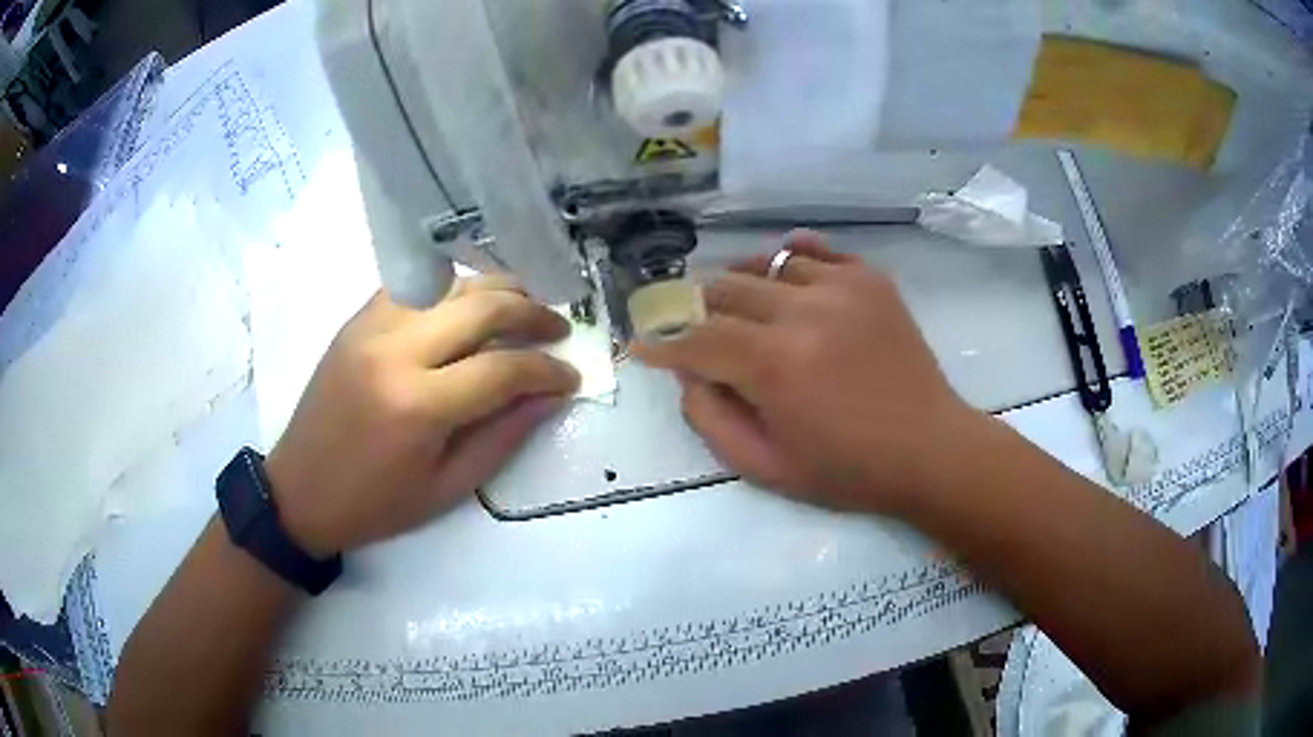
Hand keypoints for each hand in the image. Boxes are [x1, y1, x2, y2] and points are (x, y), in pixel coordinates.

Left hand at [265, 277, 579, 556]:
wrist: (299, 491)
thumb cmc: (375, 504)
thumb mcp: (447, 488)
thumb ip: (503, 437)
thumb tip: (549, 396)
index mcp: (418, 406)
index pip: (503, 369)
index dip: (547, 370)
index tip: (571, 376)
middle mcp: (395, 351)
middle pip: (481, 306)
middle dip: (532, 313)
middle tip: (559, 328)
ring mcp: (371, 326)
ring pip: (450, 283)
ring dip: (496, 289)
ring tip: (524, 306)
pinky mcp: (357, 320)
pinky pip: (415, 285)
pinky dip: (451, 289)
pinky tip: (468, 305)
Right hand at [635, 231, 977, 514]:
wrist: (930, 449)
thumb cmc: (847, 470)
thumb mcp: (765, 467)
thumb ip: (710, 418)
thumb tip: (687, 373)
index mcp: (774, 364)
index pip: (697, 339)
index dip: (663, 345)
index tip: (644, 348)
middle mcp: (803, 311)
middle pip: (725, 289)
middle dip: (701, 315)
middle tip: (701, 337)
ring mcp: (841, 287)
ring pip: (765, 264)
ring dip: (743, 286)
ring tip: (744, 310)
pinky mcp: (869, 279)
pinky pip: (815, 251)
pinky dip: (790, 259)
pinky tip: (785, 274)